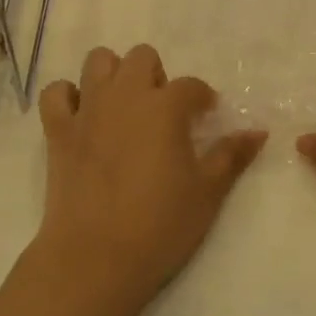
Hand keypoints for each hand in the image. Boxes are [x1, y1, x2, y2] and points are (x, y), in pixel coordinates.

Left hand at [36, 45, 267, 309]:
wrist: (96, 257)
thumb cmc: (160, 224)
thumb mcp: (208, 192)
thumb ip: (232, 155)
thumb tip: (258, 131)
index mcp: (165, 106)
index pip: (191, 86)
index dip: (202, 98)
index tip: (206, 117)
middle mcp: (125, 95)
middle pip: (142, 57)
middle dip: (156, 76)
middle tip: (162, 111)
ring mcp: (88, 109)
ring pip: (98, 61)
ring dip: (113, 75)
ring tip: (123, 106)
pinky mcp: (58, 130)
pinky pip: (56, 93)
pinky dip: (68, 97)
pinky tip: (82, 116)